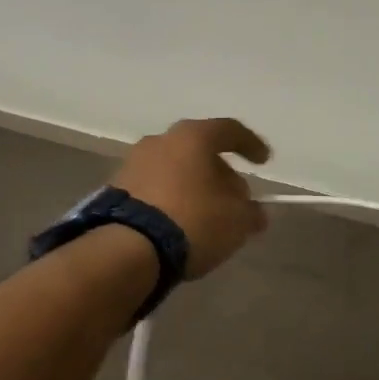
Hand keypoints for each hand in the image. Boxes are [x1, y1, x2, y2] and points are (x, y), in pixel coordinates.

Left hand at [112, 118, 272, 278]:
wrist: (126, 249)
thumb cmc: (192, 220)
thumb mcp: (236, 220)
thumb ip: (251, 212)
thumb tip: (254, 212)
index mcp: (194, 136)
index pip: (230, 130)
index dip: (250, 144)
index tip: (263, 162)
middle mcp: (162, 140)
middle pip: (199, 149)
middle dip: (220, 171)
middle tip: (234, 196)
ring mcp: (134, 162)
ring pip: (175, 167)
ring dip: (193, 184)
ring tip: (206, 212)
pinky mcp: (115, 188)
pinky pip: (154, 187)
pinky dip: (170, 198)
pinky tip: (179, 222)